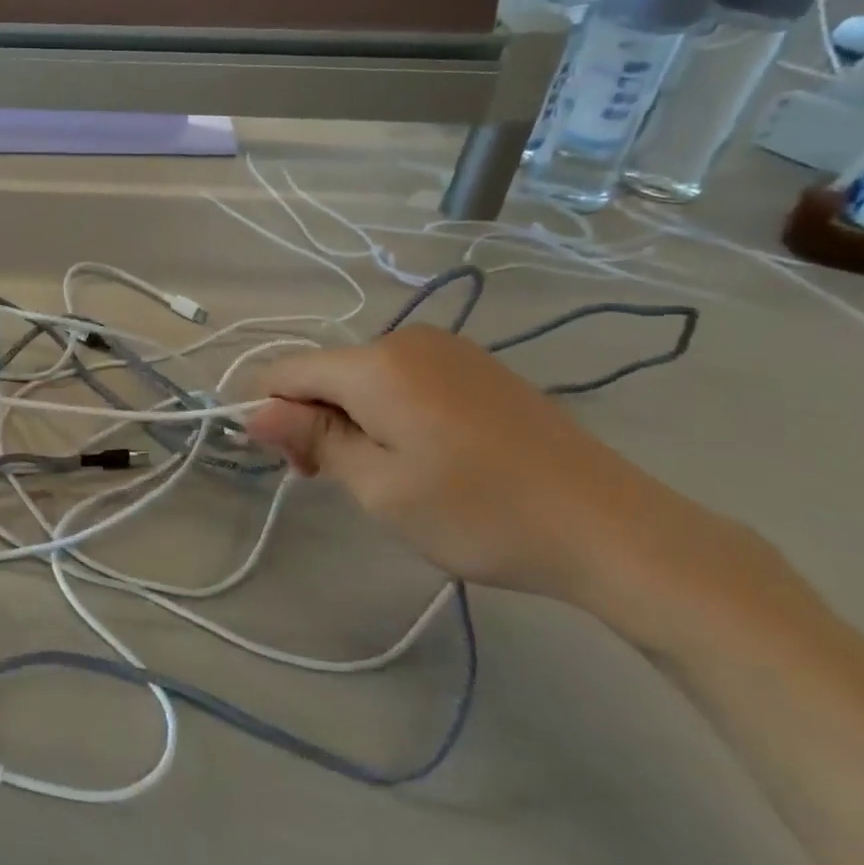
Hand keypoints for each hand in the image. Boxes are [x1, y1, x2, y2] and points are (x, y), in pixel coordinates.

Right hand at [244, 325, 704, 605]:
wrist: (609, 526)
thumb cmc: (478, 512)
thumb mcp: (379, 485)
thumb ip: (312, 439)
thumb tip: (254, 410)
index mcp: (376, 363)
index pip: (288, 371)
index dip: (274, 416)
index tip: (301, 469)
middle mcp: (407, 339)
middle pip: (327, 372)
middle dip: (316, 421)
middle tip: (346, 483)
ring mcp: (448, 349)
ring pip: (365, 377)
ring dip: (354, 420)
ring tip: (392, 476)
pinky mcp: (477, 367)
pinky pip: (405, 379)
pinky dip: (392, 413)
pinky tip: (427, 455)